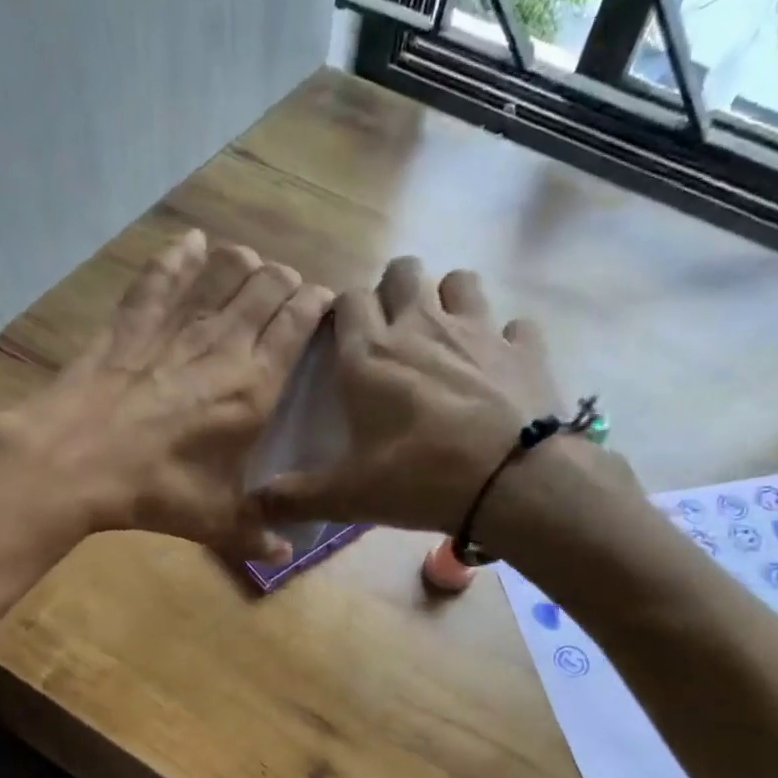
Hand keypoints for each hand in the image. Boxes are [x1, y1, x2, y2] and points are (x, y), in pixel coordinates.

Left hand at [0, 229, 332, 562]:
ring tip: (249, 263)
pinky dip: (179, 255)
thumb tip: (284, 558)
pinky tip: (191, 241)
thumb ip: (255, 536)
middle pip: (266, 288)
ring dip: (242, 263)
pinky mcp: (131, 322)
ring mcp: (174, 327)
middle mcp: (222, 344)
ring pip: (221, 273)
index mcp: (253, 387)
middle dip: (285, 281)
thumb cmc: (155, 491)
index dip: (316, 306)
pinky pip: (161, 276)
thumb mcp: (213, 521)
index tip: (324, 303)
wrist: (74, 463)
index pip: (297, 324)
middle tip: (288, 289)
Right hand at [256, 256, 620, 534]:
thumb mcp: (346, 495)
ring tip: (447, 338)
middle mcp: (421, 325)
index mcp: (370, 354)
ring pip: (460, 281)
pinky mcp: (525, 348)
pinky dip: (507, 341)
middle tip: (394, 333)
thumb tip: (252, 506)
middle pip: (403, 271)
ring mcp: (479, 330)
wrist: (511, 482)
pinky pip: (516, 326)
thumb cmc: (418, 479)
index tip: (344, 339)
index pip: (347, 299)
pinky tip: (501, 368)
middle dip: (394, 291)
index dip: (343, 312)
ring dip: (450, 300)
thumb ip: (294, 497)